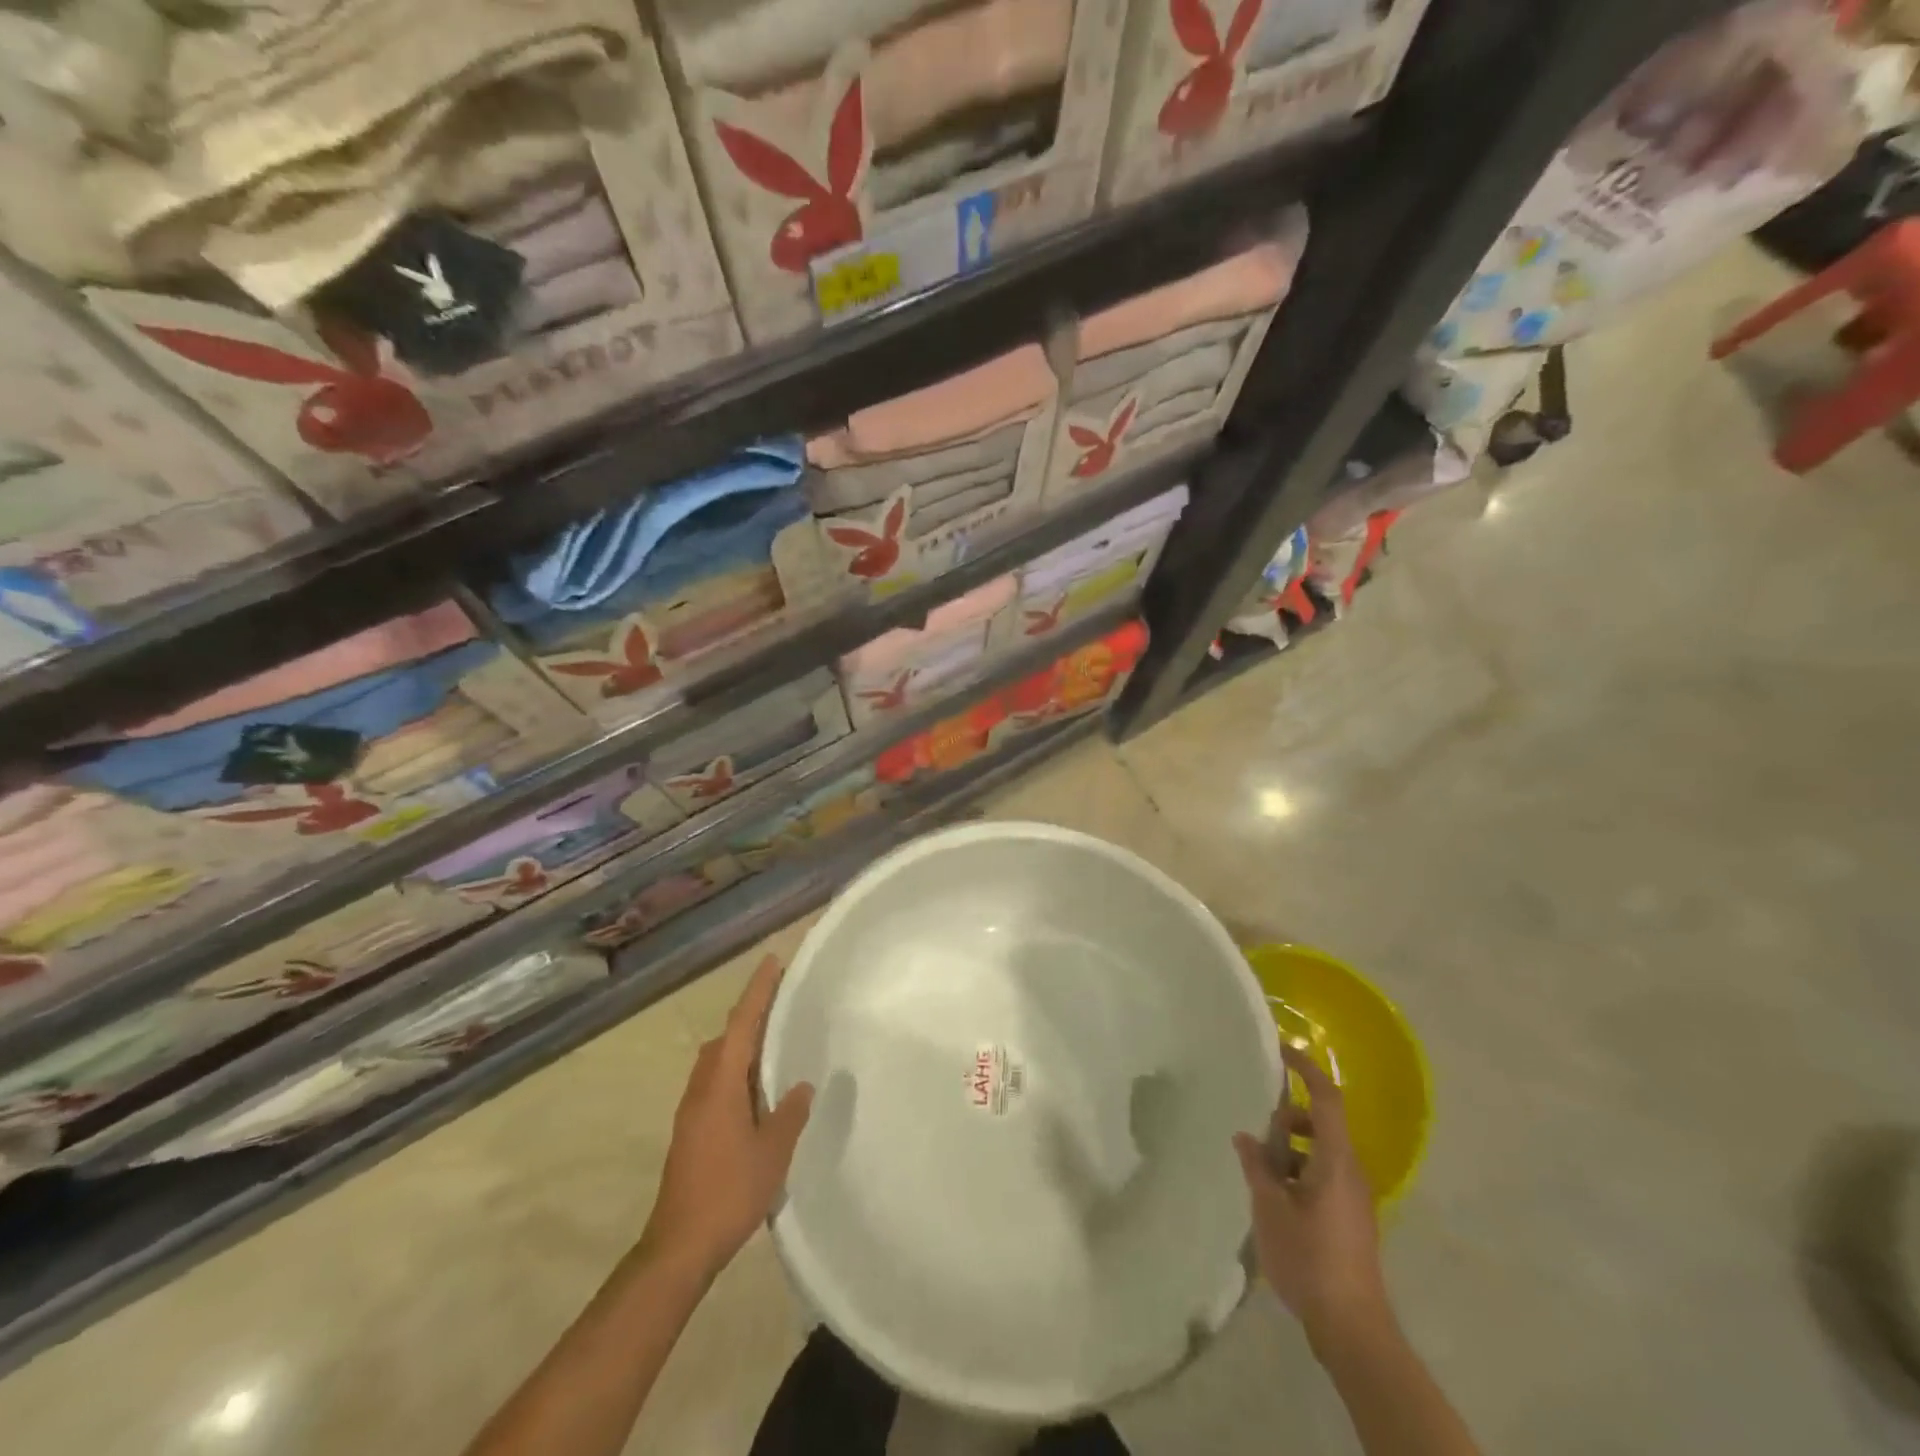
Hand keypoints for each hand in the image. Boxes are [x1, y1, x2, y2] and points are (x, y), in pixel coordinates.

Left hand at [643, 955, 813, 1279]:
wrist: (679, 1246)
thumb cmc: (729, 1191)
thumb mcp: (773, 1151)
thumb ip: (789, 1113)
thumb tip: (800, 1086)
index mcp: (721, 1083)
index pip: (741, 1024)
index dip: (757, 991)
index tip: (772, 961)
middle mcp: (702, 1087)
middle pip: (725, 1037)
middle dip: (750, 1014)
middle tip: (780, 1000)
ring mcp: (692, 1109)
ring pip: (718, 1060)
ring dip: (741, 1043)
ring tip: (773, 1040)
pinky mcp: (691, 1130)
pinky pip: (716, 1082)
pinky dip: (736, 1069)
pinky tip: (756, 1088)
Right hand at [1233, 1045, 1390, 1356]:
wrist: (1352, 1328)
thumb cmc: (1309, 1258)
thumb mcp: (1269, 1207)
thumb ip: (1257, 1166)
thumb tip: (1246, 1137)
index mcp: (1336, 1160)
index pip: (1327, 1098)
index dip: (1306, 1069)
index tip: (1282, 1050)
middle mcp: (1351, 1171)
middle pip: (1321, 1123)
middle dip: (1288, 1119)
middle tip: (1258, 1138)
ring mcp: (1353, 1196)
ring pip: (1320, 1151)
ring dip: (1290, 1149)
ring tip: (1260, 1172)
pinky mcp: (1350, 1217)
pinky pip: (1323, 1174)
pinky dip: (1298, 1171)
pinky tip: (1274, 1197)